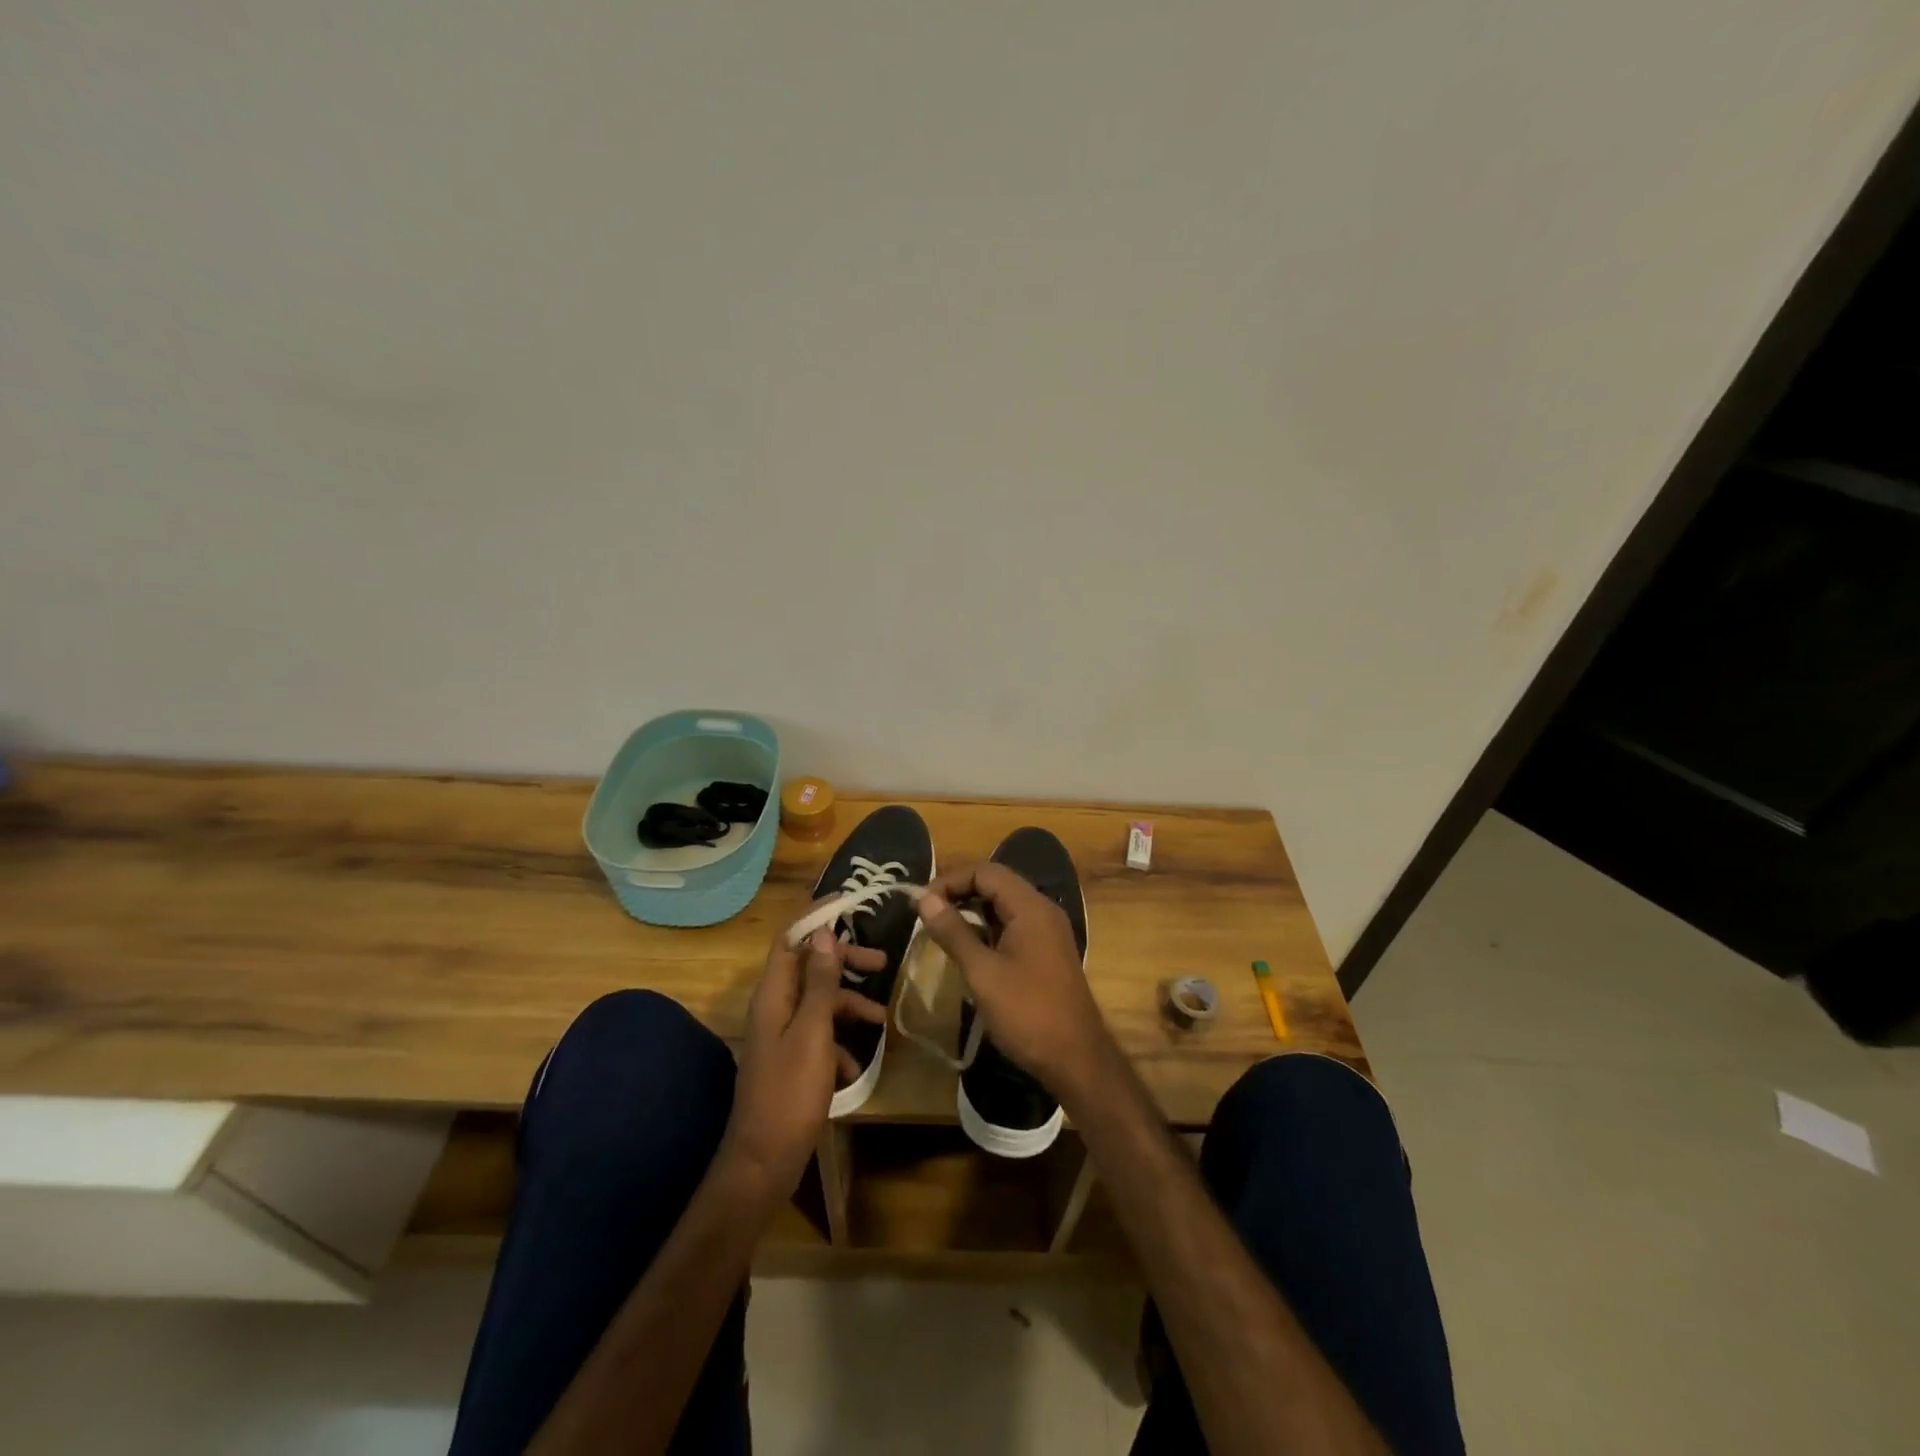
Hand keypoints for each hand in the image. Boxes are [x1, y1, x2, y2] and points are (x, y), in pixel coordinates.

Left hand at [719, 925, 886, 1200]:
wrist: (763, 1162)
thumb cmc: (789, 1093)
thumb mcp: (813, 1033)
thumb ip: (821, 983)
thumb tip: (824, 935)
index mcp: (774, 994)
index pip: (791, 938)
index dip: (816, 917)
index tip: (849, 903)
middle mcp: (774, 1008)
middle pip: (811, 967)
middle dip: (845, 961)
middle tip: (882, 962)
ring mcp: (781, 1035)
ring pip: (819, 1002)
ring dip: (849, 1004)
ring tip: (882, 1018)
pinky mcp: (790, 1061)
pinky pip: (819, 1036)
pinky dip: (840, 1042)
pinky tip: (855, 1066)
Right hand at [913, 864, 1117, 1106]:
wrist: (1076, 1059)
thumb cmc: (1027, 1013)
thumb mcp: (983, 973)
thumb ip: (953, 932)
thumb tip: (923, 898)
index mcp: (1030, 907)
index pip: (985, 872)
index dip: (950, 881)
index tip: (920, 903)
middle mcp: (1042, 910)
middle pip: (996, 883)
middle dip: (959, 892)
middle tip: (926, 913)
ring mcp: (1047, 931)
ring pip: (1003, 905)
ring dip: (972, 910)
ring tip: (940, 928)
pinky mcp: (1045, 951)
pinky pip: (1012, 925)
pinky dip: (987, 928)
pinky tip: (967, 947)